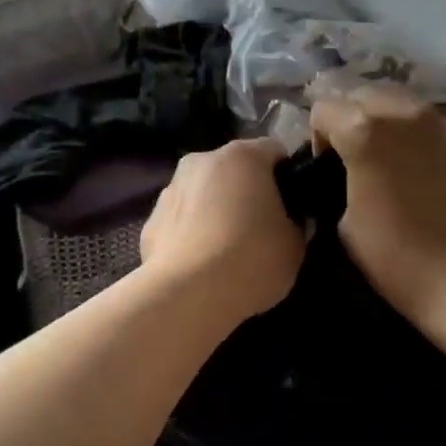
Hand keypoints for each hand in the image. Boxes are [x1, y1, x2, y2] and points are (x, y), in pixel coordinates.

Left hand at [139, 139, 305, 324]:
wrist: (189, 294)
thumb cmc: (252, 259)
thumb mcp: (295, 244)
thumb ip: (295, 223)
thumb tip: (287, 221)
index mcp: (243, 156)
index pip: (274, 151)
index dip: (288, 176)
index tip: (294, 205)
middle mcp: (202, 161)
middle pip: (234, 169)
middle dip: (248, 192)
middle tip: (262, 228)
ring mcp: (170, 189)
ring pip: (203, 193)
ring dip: (215, 210)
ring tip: (227, 251)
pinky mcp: (150, 221)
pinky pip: (180, 221)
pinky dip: (191, 234)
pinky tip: (200, 265)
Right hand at [310, 89, 445, 343]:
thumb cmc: (397, 259)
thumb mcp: (342, 223)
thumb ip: (335, 181)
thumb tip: (340, 171)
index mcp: (364, 130)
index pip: (322, 108)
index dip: (317, 138)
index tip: (325, 169)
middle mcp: (403, 111)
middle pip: (361, 94)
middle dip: (350, 118)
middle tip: (353, 159)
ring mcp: (442, 121)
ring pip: (398, 101)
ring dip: (383, 120)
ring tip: (387, 159)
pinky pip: (429, 122)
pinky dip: (415, 134)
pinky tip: (420, 169)